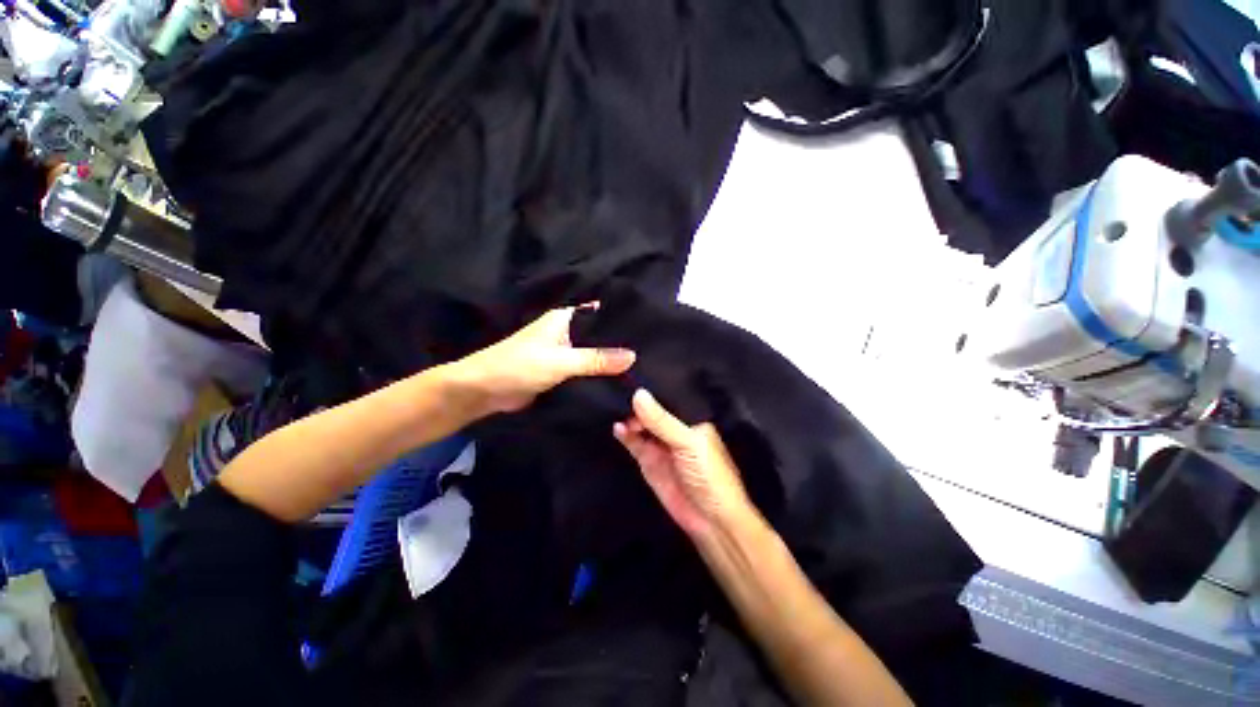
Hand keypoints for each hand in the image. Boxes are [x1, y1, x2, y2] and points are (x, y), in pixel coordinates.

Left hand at [454, 304, 635, 414]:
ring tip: (644, 365)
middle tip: (653, 349)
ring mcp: (565, 352)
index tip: (650, 325)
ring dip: (611, 361)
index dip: (622, 318)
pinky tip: (622, 381)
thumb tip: (633, 356)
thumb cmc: (520, 366)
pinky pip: (586, 370)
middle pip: (600, 335)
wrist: (485, 391)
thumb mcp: (561, 361)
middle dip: (620, 343)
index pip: (600, 312)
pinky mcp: (562, 371)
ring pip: (594, 354)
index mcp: (565, 318)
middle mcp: (567, 331)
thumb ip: (596, 359)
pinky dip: (599, 374)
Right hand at [614, 390, 754, 540]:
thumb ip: (662, 420)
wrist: (710, 520)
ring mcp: (660, 444)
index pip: (670, 396)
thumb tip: (638, 393)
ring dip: (629, 416)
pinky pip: (634, 442)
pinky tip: (618, 427)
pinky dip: (625, 434)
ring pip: (641, 424)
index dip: (654, 386)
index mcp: (691, 419)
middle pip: (652, 409)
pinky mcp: (648, 459)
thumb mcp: (688, 443)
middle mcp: (674, 428)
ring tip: (615, 405)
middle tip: (619, 389)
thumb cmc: (710, 475)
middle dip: (638, 401)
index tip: (633, 372)